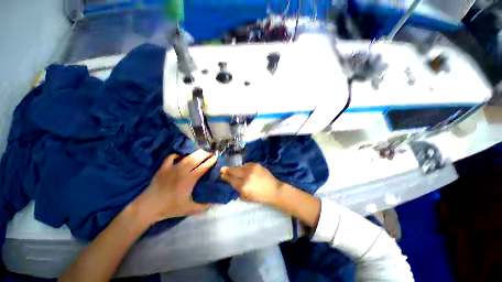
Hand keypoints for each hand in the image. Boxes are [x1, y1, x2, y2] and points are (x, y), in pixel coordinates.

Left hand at [133, 150, 217, 222]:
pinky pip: (171, 157)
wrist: (148, 207)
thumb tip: (216, 205)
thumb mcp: (189, 209)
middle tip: (210, 153)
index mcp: (189, 180)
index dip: (211, 161)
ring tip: (201, 152)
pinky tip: (180, 156)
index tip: (216, 157)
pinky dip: (176, 155)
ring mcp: (172, 168)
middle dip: (205, 154)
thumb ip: (204, 207)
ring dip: (195, 153)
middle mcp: (182, 171)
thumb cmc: (170, 208)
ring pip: (186, 157)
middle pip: (196, 159)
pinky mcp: (163, 168)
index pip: (203, 167)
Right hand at [220, 163, 282, 203]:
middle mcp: (246, 176)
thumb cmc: (260, 196)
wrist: (273, 189)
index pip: (231, 180)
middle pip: (234, 171)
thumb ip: (238, 189)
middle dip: (227, 170)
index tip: (222, 174)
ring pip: (240, 167)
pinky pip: (247, 164)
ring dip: (237, 169)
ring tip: (236, 170)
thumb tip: (231, 181)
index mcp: (243, 186)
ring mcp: (252, 169)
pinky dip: (245, 167)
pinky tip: (246, 169)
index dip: (226, 177)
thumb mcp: (247, 196)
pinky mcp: (256, 165)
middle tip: (222, 169)